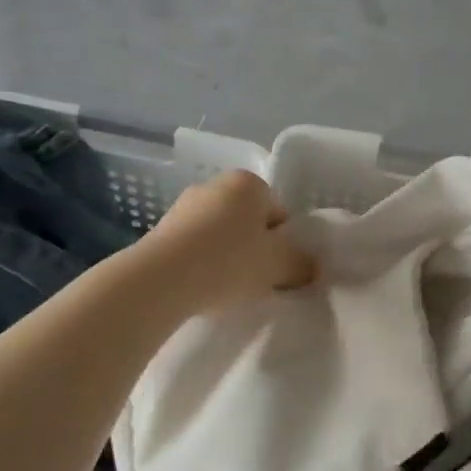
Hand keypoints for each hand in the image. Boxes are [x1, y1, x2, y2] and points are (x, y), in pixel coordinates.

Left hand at [148, 170, 316, 311]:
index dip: (284, 242)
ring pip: (219, 233)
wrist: (159, 280)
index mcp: (249, 183)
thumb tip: (311, 265)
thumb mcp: (279, 265)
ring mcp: (183, 206)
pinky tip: (201, 287)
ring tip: (226, 288)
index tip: (278, 268)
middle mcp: (215, 184)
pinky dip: (201, 263)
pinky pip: (193, 246)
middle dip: (254, 246)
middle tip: (257, 279)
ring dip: (226, 255)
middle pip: (248, 220)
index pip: (279, 212)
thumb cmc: (229, 261)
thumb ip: (302, 262)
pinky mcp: (159, 230)